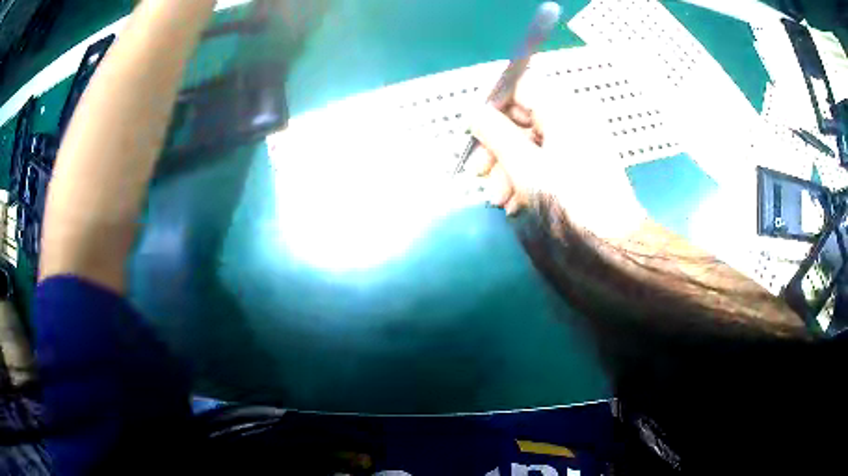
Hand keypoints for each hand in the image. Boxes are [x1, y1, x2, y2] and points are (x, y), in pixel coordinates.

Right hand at [468, 76, 646, 239]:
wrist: (613, 243)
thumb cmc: (570, 201)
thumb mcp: (524, 166)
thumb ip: (494, 133)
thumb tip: (472, 112)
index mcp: (563, 109)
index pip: (519, 85)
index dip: (493, 105)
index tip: (475, 130)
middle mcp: (572, 118)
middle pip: (522, 117)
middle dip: (496, 146)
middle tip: (478, 172)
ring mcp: (578, 142)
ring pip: (530, 142)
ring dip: (507, 167)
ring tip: (497, 199)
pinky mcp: (580, 163)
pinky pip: (545, 159)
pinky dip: (526, 176)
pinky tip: (515, 203)